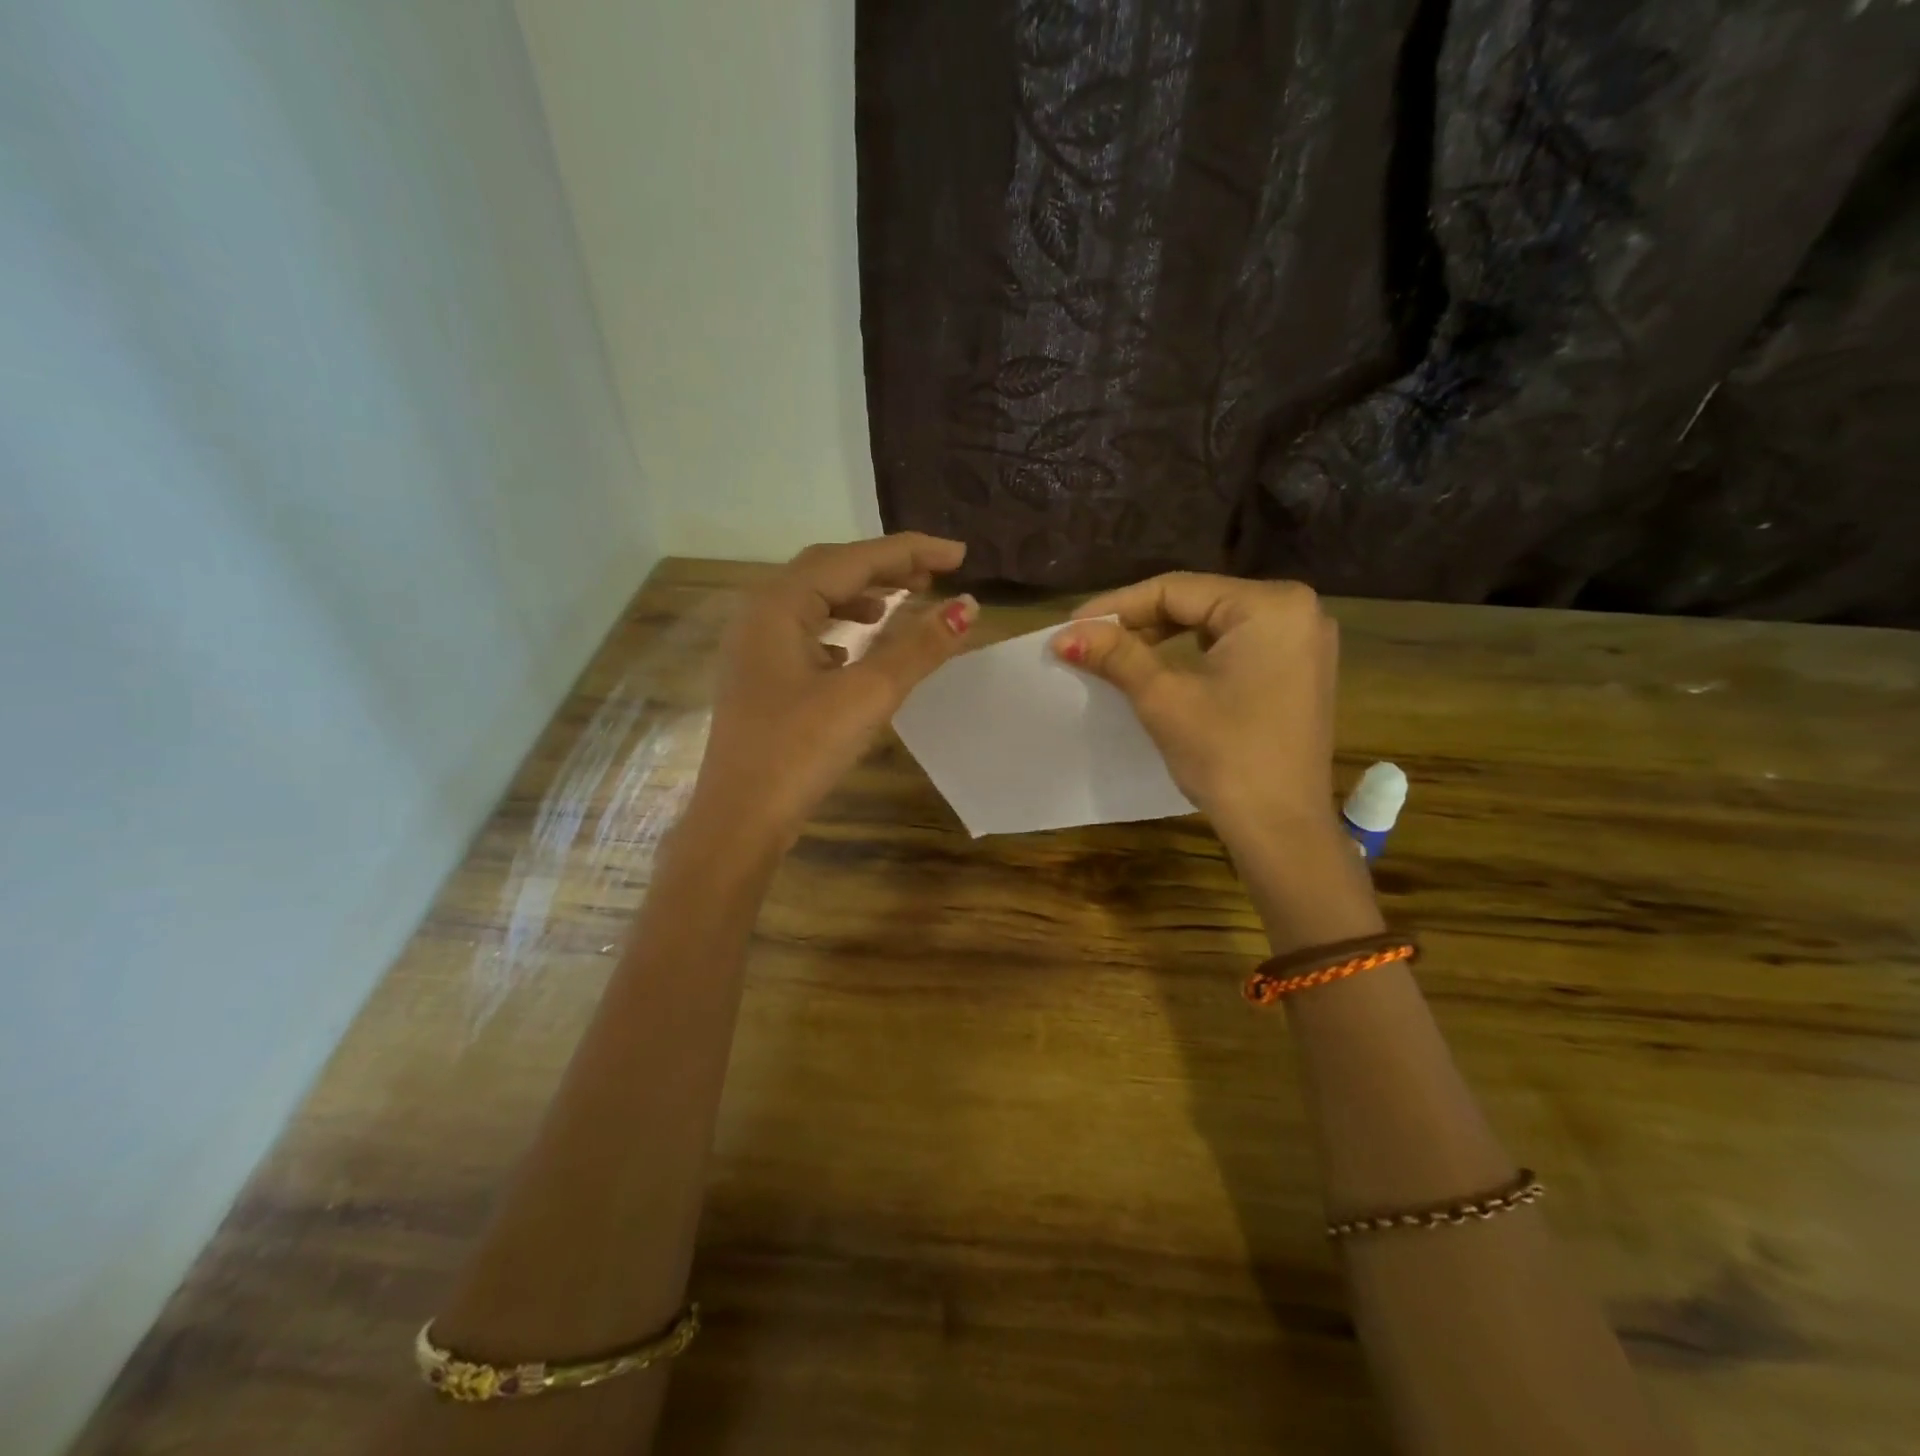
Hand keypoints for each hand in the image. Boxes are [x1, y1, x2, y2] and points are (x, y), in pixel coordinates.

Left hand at [690, 534, 977, 848]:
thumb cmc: (800, 751)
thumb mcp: (867, 694)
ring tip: (902, 603)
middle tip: (935, 575)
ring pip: (814, 602)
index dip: (910, 551)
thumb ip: (918, 647)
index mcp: (778, 605)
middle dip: (884, 568)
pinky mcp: (759, 678)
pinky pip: (804, 634)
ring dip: (860, 596)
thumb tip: (966, 606)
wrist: (740, 819)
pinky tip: (856, 648)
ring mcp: (754, 648)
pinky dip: (838, 629)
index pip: (853, 559)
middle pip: (829, 571)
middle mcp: (759, 615)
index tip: (959, 555)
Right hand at [1050, 573, 1338, 847]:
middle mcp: (1297, 610)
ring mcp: (1304, 642)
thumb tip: (1064, 635)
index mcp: (1270, 605)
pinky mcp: (1300, 671)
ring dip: (1165, 638)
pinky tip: (1163, 667)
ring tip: (1117, 654)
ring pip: (1216, 625)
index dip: (1118, 606)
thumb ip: (1116, 655)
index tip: (1072, 625)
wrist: (1281, 829)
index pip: (1177, 589)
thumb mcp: (1163, 698)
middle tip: (1091, 641)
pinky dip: (1196, 654)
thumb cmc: (1225, 755)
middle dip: (1140, 622)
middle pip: (1198, 603)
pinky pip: (1237, 646)